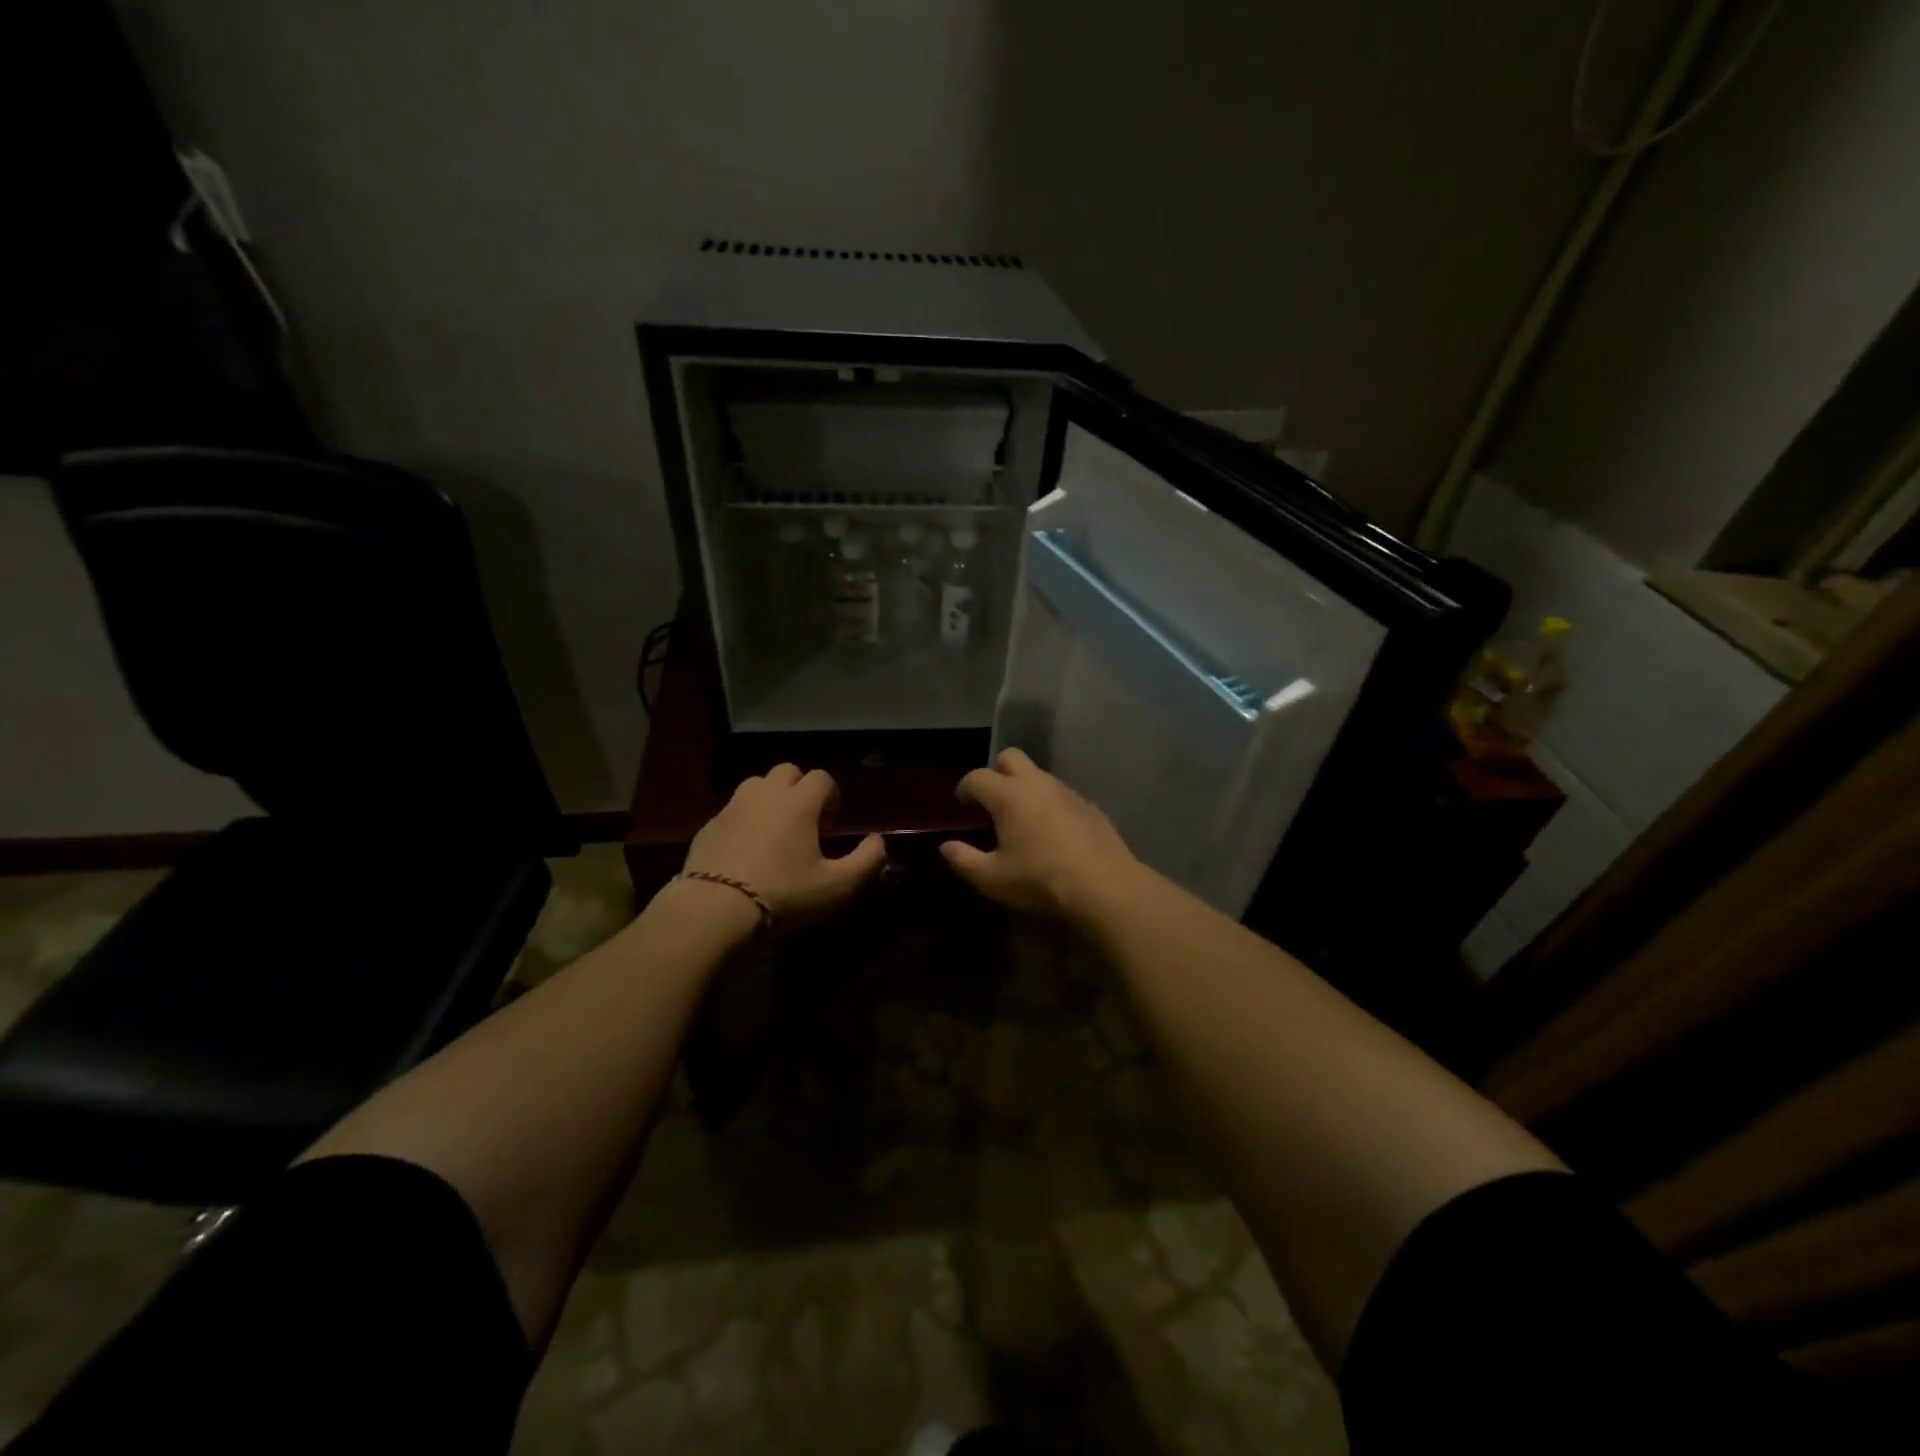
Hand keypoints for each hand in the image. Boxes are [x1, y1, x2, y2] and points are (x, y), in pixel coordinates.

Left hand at [682, 765, 887, 923]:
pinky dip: (744, 819)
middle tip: (805, 822)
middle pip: (787, 771)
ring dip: (770, 798)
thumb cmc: (784, 895)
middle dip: (800, 789)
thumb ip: (867, 860)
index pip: (821, 778)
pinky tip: (746, 850)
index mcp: (799, 803)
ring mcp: (732, 808)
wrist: (715, 910)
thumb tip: (877, 841)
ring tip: (775, 830)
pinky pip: (732, 810)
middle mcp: (765, 795)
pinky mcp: (708, 826)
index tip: (831, 825)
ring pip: (756, 785)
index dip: (831, 796)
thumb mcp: (837, 886)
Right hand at [940, 749, 1145, 921]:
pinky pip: (1061, 794)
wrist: (1104, 885)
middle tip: (992, 801)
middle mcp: (1037, 783)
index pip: (977, 777)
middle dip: (996, 772)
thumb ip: (964, 860)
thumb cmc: (1040, 879)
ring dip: (1025, 788)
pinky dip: (1049, 803)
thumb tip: (946, 847)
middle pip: (1010, 757)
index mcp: (1008, 795)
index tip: (962, 803)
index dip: (965, 787)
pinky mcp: (1088, 805)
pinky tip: (1052, 831)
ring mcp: (1066, 791)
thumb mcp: (992, 878)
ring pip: (1039, 774)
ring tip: (1021, 818)